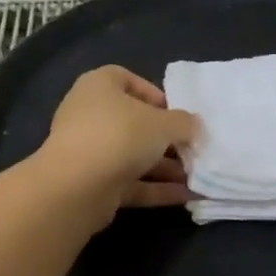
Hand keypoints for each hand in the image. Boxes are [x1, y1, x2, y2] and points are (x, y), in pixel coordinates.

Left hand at [33, 66, 199, 228]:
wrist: (77, 187)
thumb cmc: (120, 135)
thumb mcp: (163, 124)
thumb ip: (184, 123)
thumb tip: (194, 126)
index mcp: (99, 86)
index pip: (126, 79)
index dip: (153, 93)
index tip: (177, 112)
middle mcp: (90, 115)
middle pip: (133, 122)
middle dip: (166, 137)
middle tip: (194, 148)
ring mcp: (89, 151)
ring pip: (133, 155)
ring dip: (165, 166)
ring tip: (198, 176)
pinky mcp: (93, 183)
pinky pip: (131, 182)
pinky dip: (156, 188)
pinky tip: (187, 197)